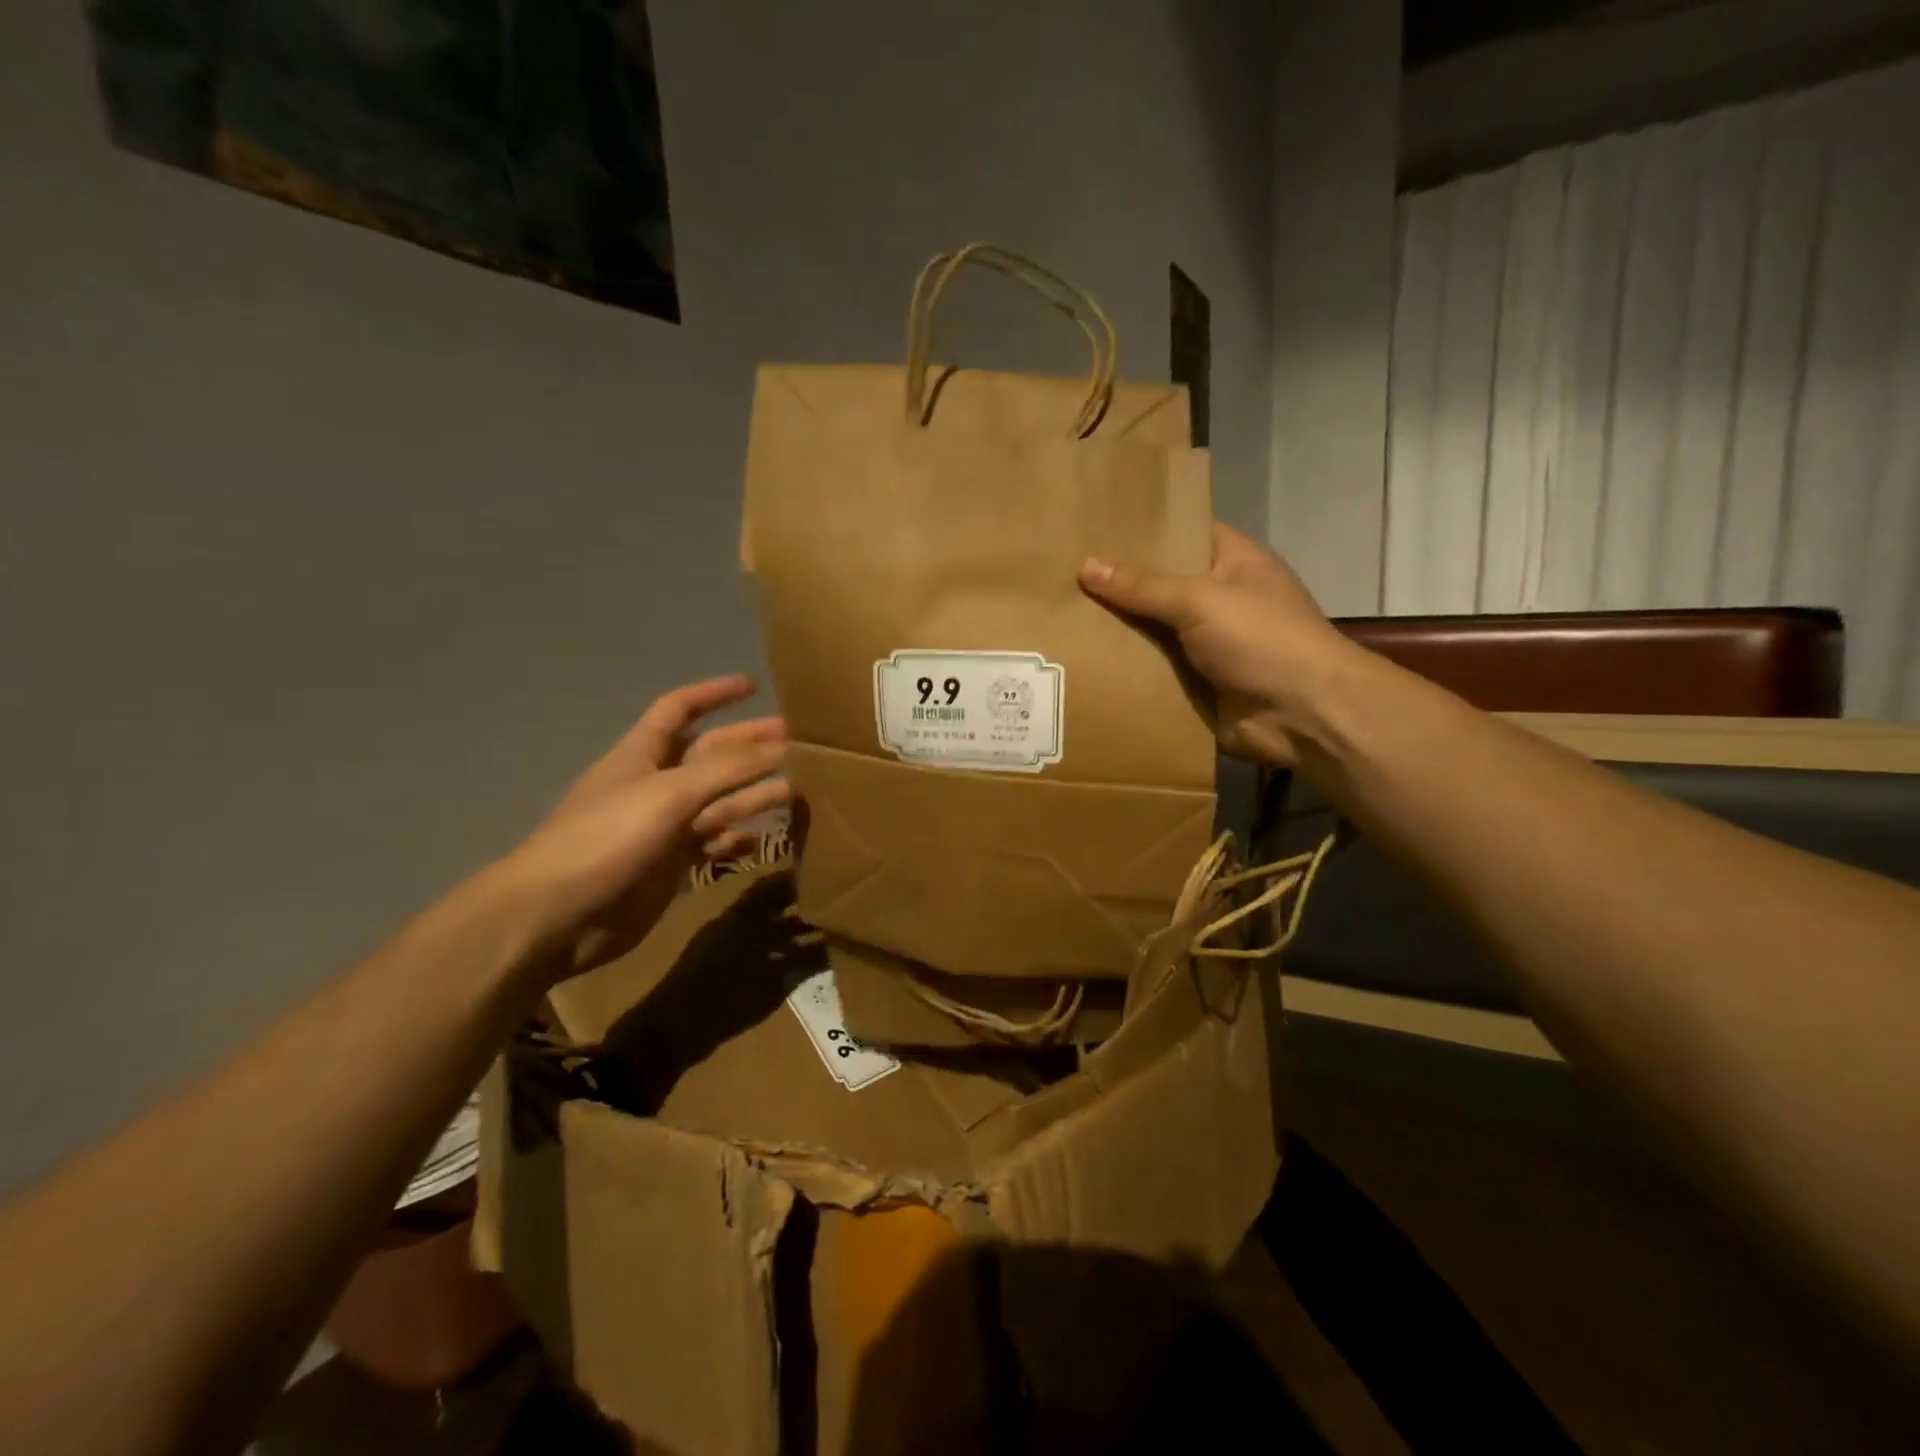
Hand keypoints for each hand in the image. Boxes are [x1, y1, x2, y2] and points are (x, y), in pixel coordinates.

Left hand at [497, 675, 789, 981]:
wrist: (556, 916)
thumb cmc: (608, 838)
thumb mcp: (671, 793)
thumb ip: (728, 769)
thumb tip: (782, 747)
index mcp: (643, 754)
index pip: (679, 709)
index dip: (713, 693)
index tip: (753, 686)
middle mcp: (656, 784)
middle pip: (711, 756)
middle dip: (751, 747)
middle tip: (798, 745)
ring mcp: (663, 827)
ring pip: (719, 802)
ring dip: (755, 794)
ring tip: (799, 791)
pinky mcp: (669, 866)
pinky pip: (713, 845)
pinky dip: (737, 840)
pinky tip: (763, 839)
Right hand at [1080, 523, 1350, 765]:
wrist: (1303, 715)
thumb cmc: (1262, 639)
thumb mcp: (1201, 599)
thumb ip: (1143, 585)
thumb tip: (1086, 566)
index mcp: (1233, 562)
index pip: (1183, 533)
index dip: (1143, 530)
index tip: (1093, 527)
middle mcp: (1219, 599)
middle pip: (1160, 585)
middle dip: (1117, 584)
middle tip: (1061, 572)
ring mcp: (1206, 644)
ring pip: (1151, 631)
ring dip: (1115, 630)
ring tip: (1058, 616)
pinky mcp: (1195, 684)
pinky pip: (1152, 671)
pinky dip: (1124, 670)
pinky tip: (1079, 662)